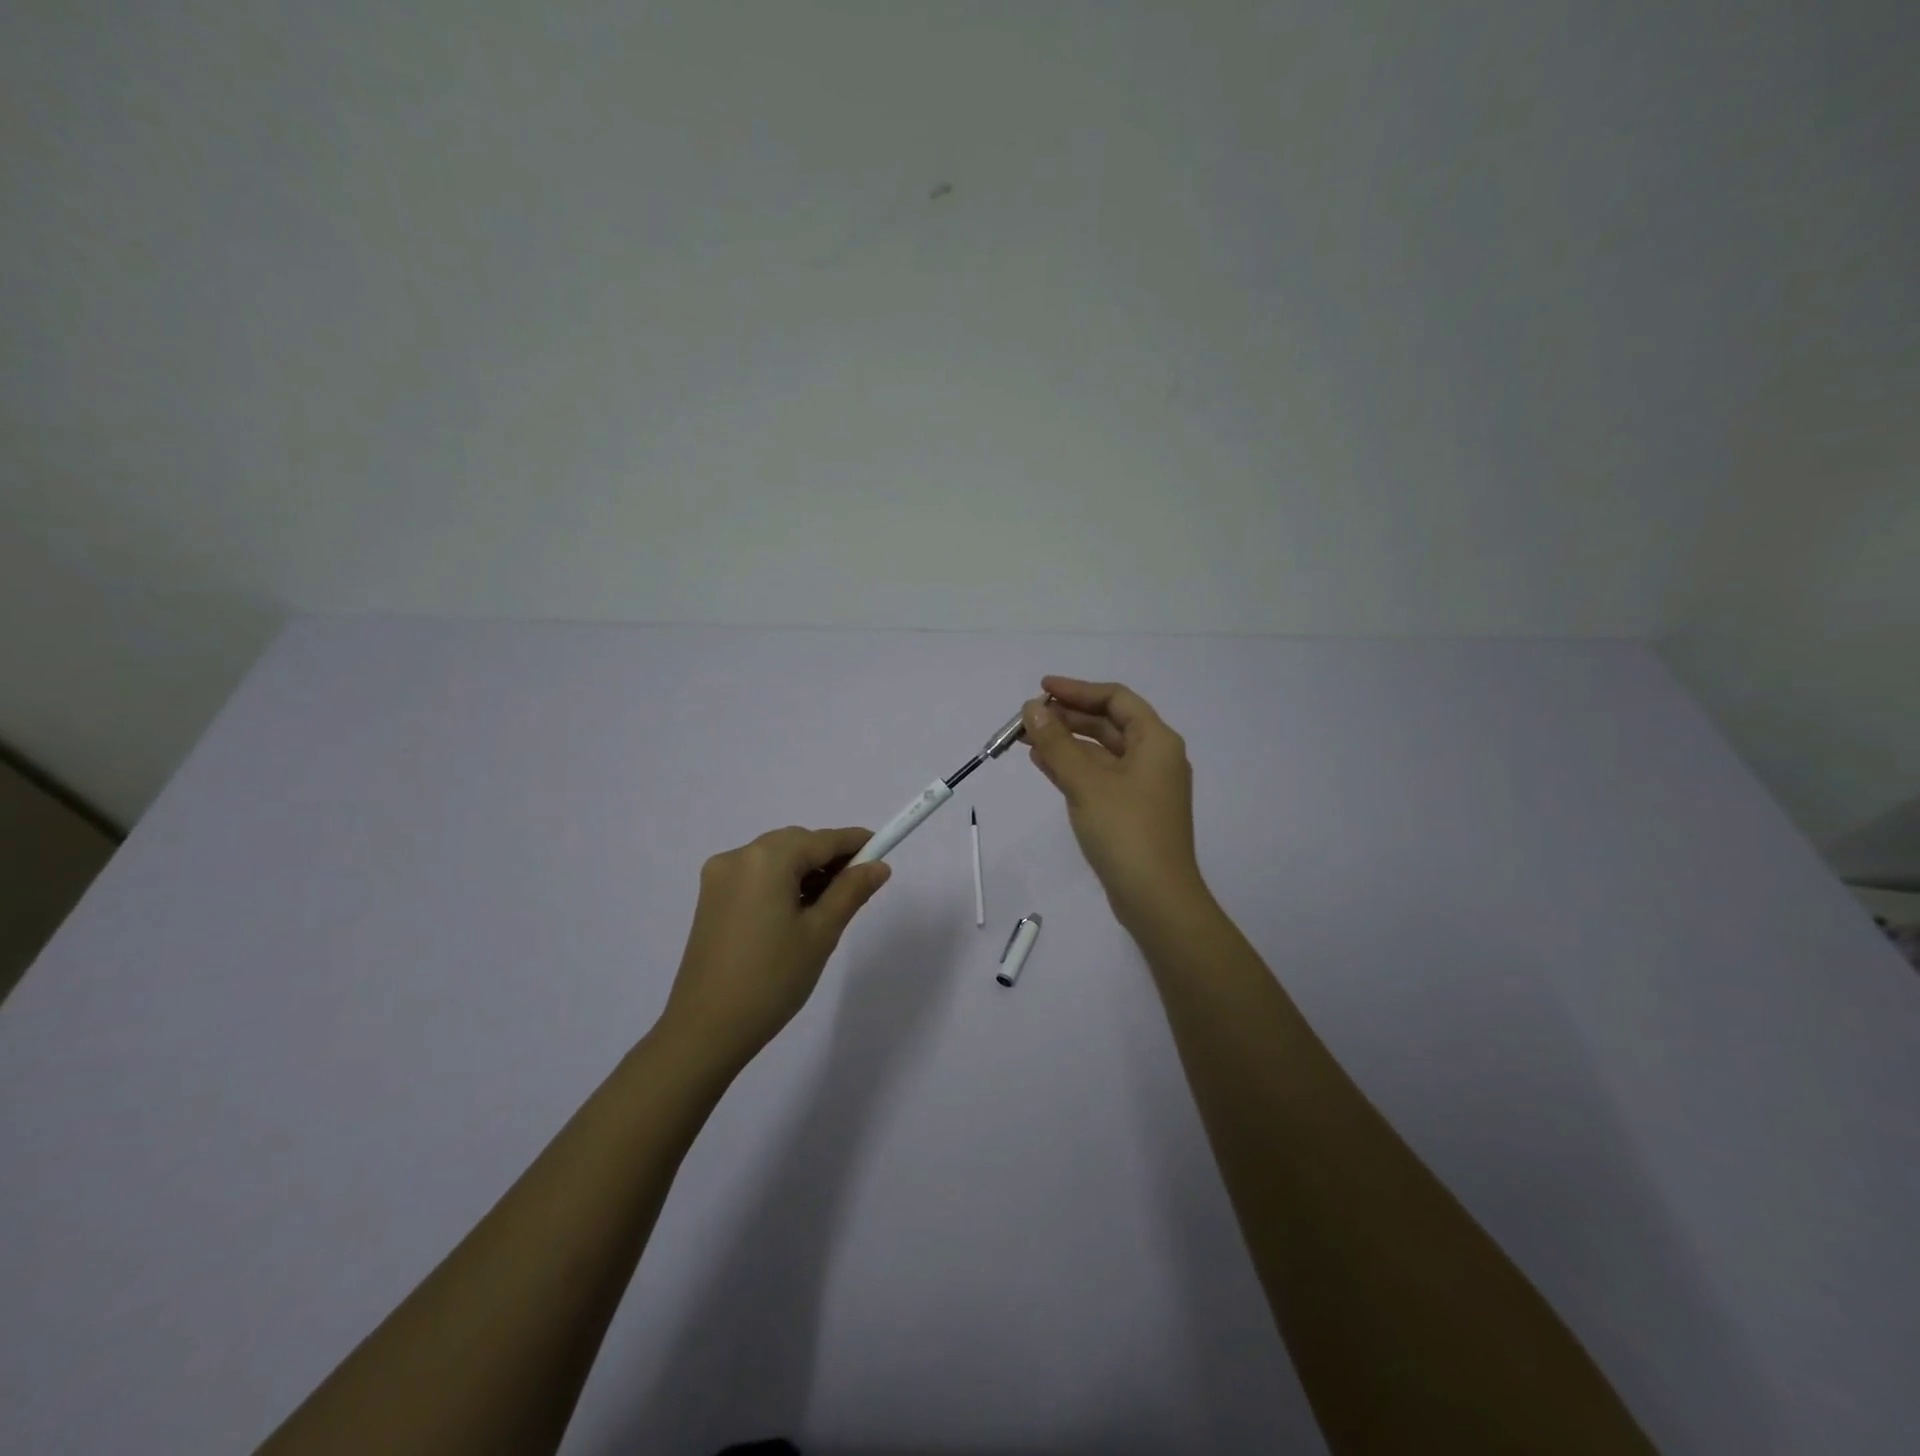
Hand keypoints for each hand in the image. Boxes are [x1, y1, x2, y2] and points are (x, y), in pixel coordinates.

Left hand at [659, 826, 890, 1070]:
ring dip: (804, 871)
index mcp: (766, 860)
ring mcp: (719, 877)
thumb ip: (851, 891)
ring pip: (775, 858)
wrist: (706, 1030)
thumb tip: (878, 866)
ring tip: (827, 906)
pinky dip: (780, 882)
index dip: (855, 843)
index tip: (883, 850)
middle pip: (796, 843)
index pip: (822, 840)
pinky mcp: (710, 898)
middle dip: (829, 858)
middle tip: (857, 887)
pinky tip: (795, 912)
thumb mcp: (821, 933)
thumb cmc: (772, 979)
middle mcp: (738, 856)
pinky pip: (755, 875)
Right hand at [1022, 676, 1206, 930]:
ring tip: (1027, 737)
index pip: (1115, 699)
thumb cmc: (1125, 831)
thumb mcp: (1086, 782)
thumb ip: (1057, 743)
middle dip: (1067, 717)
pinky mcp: (1130, 810)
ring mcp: (1143, 786)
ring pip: (1100, 752)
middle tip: (1028, 717)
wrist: (1156, 898)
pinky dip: (1073, 767)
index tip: (1042, 688)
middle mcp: (1154, 757)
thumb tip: (1032, 708)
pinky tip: (1043, 763)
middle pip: (1108, 724)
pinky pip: (1099, 776)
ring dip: (1066, 742)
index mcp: (1156, 741)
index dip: (1078, 689)